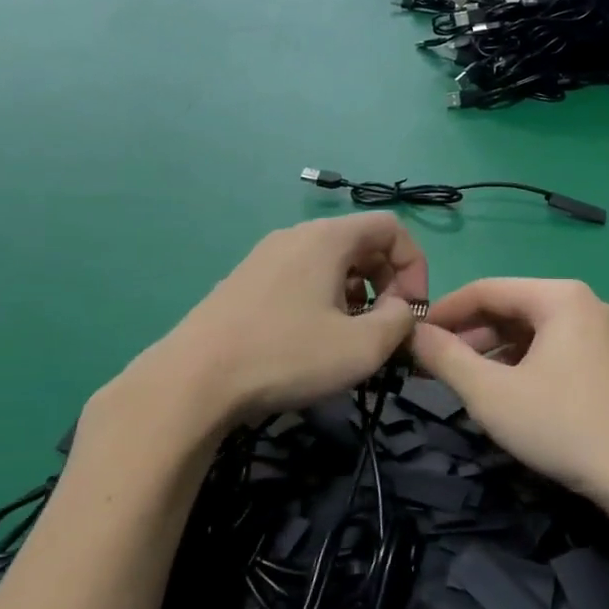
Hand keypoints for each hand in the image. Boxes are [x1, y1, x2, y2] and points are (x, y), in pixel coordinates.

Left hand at [151, 216, 428, 421]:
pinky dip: (324, 300)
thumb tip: (403, 311)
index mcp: (327, 238)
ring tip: (350, 339)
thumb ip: (401, 322)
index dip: (414, 267)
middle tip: (385, 328)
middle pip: (362, 244)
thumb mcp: (363, 346)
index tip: (411, 312)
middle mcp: (296, 235)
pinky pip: (302, 278)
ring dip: (357, 295)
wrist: (194, 380)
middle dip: (387, 283)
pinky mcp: (246, 282)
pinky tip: (313, 342)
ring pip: (331, 264)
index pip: (392, 228)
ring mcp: (265, 257)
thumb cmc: (287, 355)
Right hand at [410, 279, 608, 515]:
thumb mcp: (492, 394)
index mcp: (561, 297)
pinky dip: (529, 363)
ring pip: (538, 331)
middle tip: (436, 365)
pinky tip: (514, 391)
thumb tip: (414, 333)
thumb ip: (446, 358)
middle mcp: (589, 303)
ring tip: (470, 381)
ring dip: (498, 351)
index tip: (414, 335)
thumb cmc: (564, 427)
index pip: (487, 289)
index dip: (445, 311)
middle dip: (471, 335)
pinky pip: (562, 349)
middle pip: (515, 308)